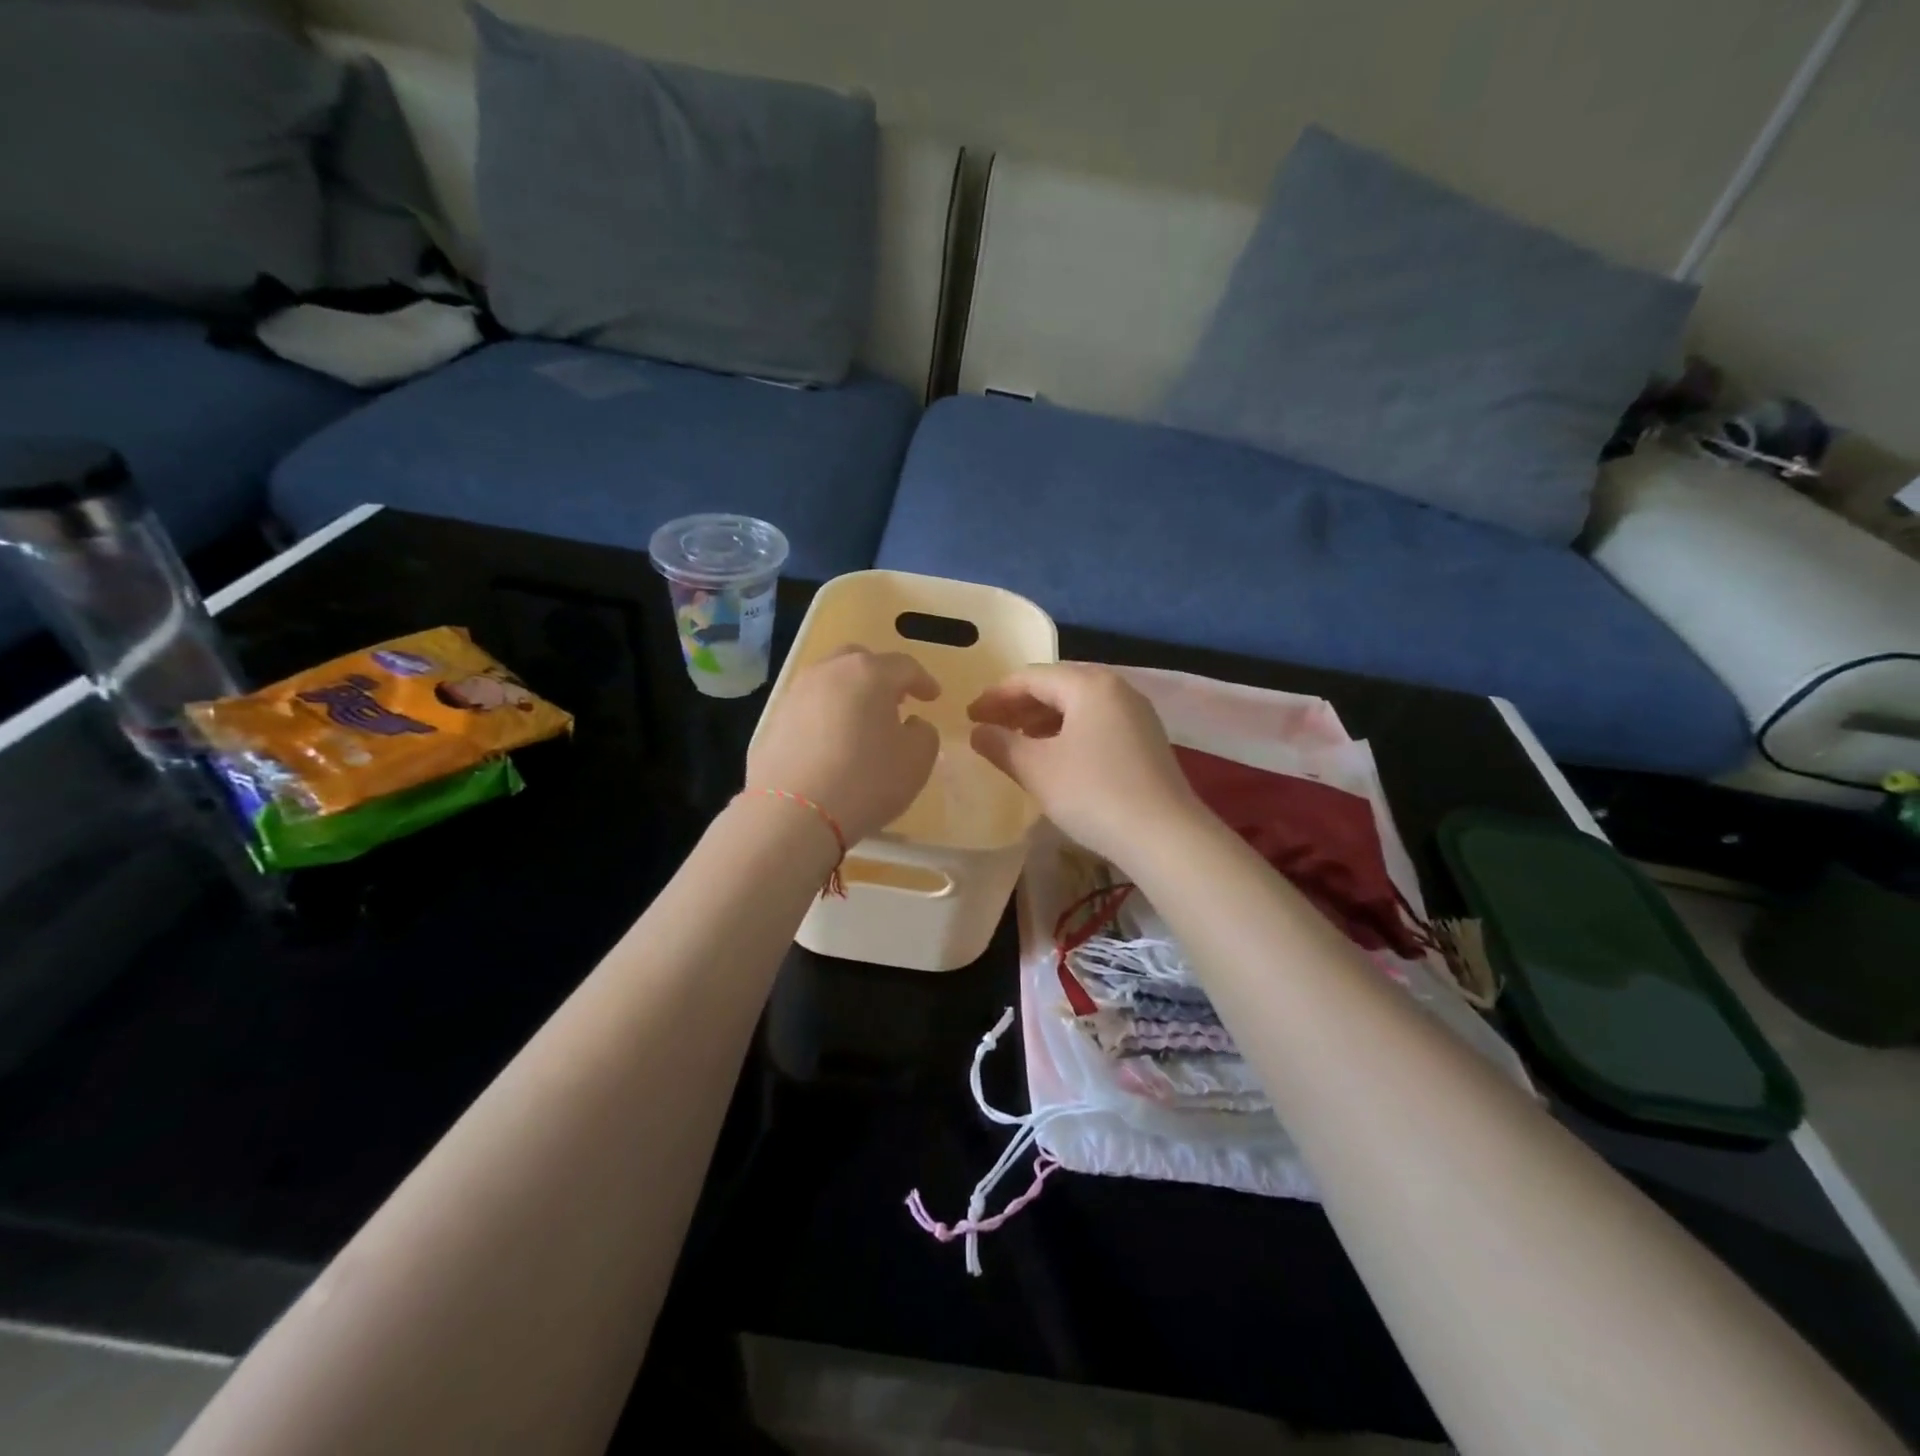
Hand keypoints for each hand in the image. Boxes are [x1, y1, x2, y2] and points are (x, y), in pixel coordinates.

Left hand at [747, 649, 940, 843]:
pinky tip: (831, 742)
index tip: (933, 696)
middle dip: (881, 676)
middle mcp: (829, 672)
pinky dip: (825, 716)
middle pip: (859, 660)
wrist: (792, 813)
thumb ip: (924, 733)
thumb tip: (912, 723)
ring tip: (861, 721)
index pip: (904, 666)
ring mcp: (795, 694)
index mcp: (869, 673)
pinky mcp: (773, 721)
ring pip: (830, 681)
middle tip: (895, 700)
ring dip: (850, 694)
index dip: (923, 681)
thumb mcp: (917, 761)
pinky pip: (808, 708)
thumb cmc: (866, 780)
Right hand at [968, 664, 1205, 866]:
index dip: (995, 696)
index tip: (969, 717)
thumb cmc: (1093, 793)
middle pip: (1057, 685)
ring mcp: (1136, 713)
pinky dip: (1069, 731)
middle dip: (1019, 705)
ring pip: (1079, 704)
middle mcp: (1116, 688)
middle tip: (990, 727)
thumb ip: (1001, 744)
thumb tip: (978, 732)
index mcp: (1088, 684)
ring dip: (1043, 718)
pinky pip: (1097, 721)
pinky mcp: (1146, 739)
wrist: (1164, 835)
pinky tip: (1055, 755)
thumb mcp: (1036, 769)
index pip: (1030, 677)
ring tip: (1017, 741)